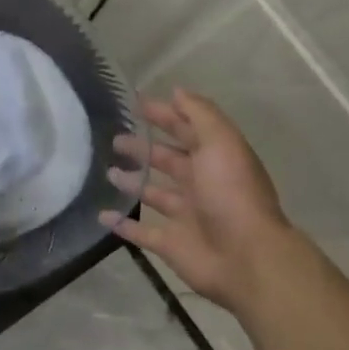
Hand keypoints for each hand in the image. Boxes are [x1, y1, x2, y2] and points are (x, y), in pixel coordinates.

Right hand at [102, 89, 292, 304]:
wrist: (246, 258)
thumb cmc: (232, 194)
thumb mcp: (221, 143)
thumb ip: (200, 115)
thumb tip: (176, 91)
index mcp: (215, 159)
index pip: (187, 130)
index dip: (164, 115)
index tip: (134, 104)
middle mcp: (201, 185)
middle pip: (169, 161)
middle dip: (144, 148)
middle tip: (115, 138)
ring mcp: (185, 216)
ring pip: (154, 194)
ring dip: (134, 182)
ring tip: (107, 171)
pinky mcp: (170, 244)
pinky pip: (141, 232)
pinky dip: (122, 225)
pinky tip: (102, 214)